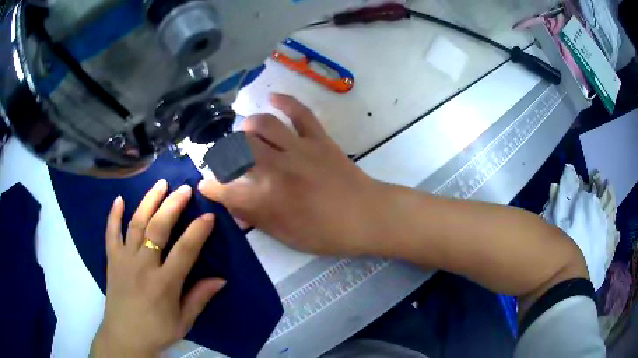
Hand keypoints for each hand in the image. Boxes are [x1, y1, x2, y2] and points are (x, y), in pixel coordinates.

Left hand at [91, 180, 225, 357]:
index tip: (209, 216)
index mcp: (164, 284)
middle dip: (172, 205)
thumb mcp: (184, 321)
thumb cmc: (157, 331)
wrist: (124, 336)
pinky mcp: (112, 260)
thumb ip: (200, 298)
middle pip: (158, 228)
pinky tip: (119, 199)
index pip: (184, 251)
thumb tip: (221, 279)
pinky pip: (111, 233)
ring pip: (136, 224)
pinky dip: (114, 215)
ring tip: (160, 184)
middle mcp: (143, 266)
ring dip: (148, 202)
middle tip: (184, 189)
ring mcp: (124, 260)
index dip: (198, 232)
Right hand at [198, 94, 381, 255]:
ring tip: (246, 132)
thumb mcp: (285, 236)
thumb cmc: (326, 234)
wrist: (365, 216)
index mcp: (266, 199)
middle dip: (225, 151)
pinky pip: (300, 112)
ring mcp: (298, 149)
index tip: (205, 185)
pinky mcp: (318, 138)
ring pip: (263, 124)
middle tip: (227, 157)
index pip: (225, 189)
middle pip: (237, 148)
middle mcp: (276, 169)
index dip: (210, 187)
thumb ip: (255, 218)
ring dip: (248, 126)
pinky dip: (285, 101)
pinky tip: (272, 97)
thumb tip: (232, 205)